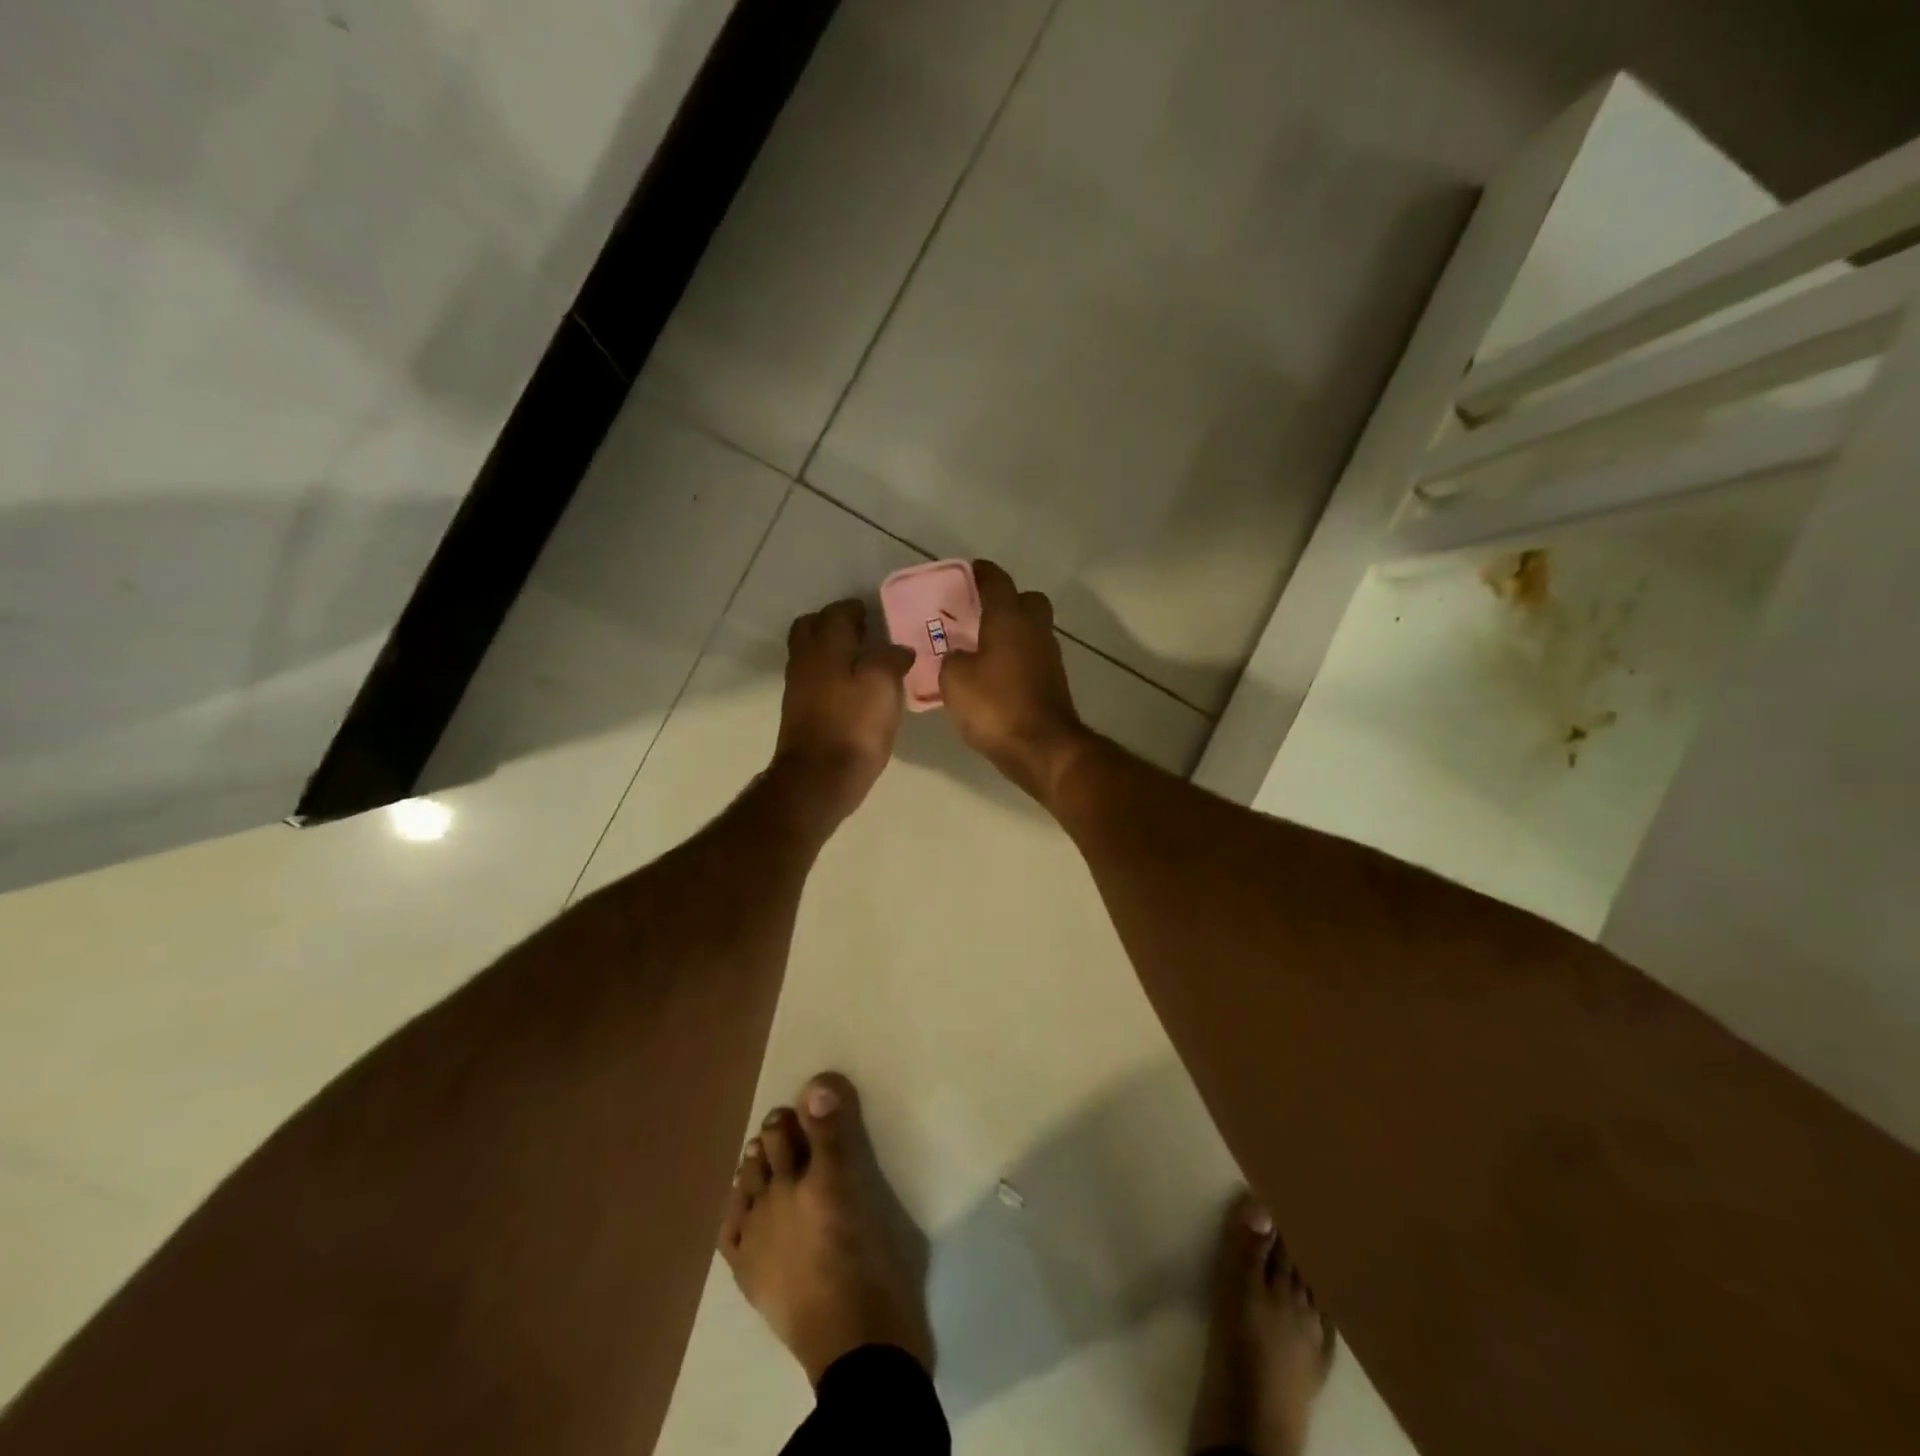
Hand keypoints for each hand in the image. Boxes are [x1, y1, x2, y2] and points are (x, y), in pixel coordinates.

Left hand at [772, 599, 914, 825]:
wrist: (819, 778)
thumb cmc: (854, 726)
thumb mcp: (883, 685)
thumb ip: (891, 658)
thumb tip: (898, 649)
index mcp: (826, 646)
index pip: (836, 613)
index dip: (855, 609)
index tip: (873, 613)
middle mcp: (805, 660)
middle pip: (811, 627)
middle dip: (833, 623)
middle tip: (861, 631)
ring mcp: (798, 688)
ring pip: (809, 653)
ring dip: (830, 648)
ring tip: (861, 659)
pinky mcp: (799, 712)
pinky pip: (812, 678)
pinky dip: (829, 673)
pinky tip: (851, 688)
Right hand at [939, 560, 1090, 803]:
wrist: (1042, 748)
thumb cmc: (995, 705)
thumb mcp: (954, 680)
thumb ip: (951, 659)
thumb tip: (959, 656)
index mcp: (1009, 619)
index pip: (997, 582)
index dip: (982, 573)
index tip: (971, 570)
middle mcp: (1034, 631)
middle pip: (1028, 601)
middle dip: (1008, 601)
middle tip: (980, 613)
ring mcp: (1049, 658)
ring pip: (1032, 631)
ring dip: (1012, 633)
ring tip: (982, 648)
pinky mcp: (1053, 684)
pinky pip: (1033, 658)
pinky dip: (1016, 660)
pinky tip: (995, 677)